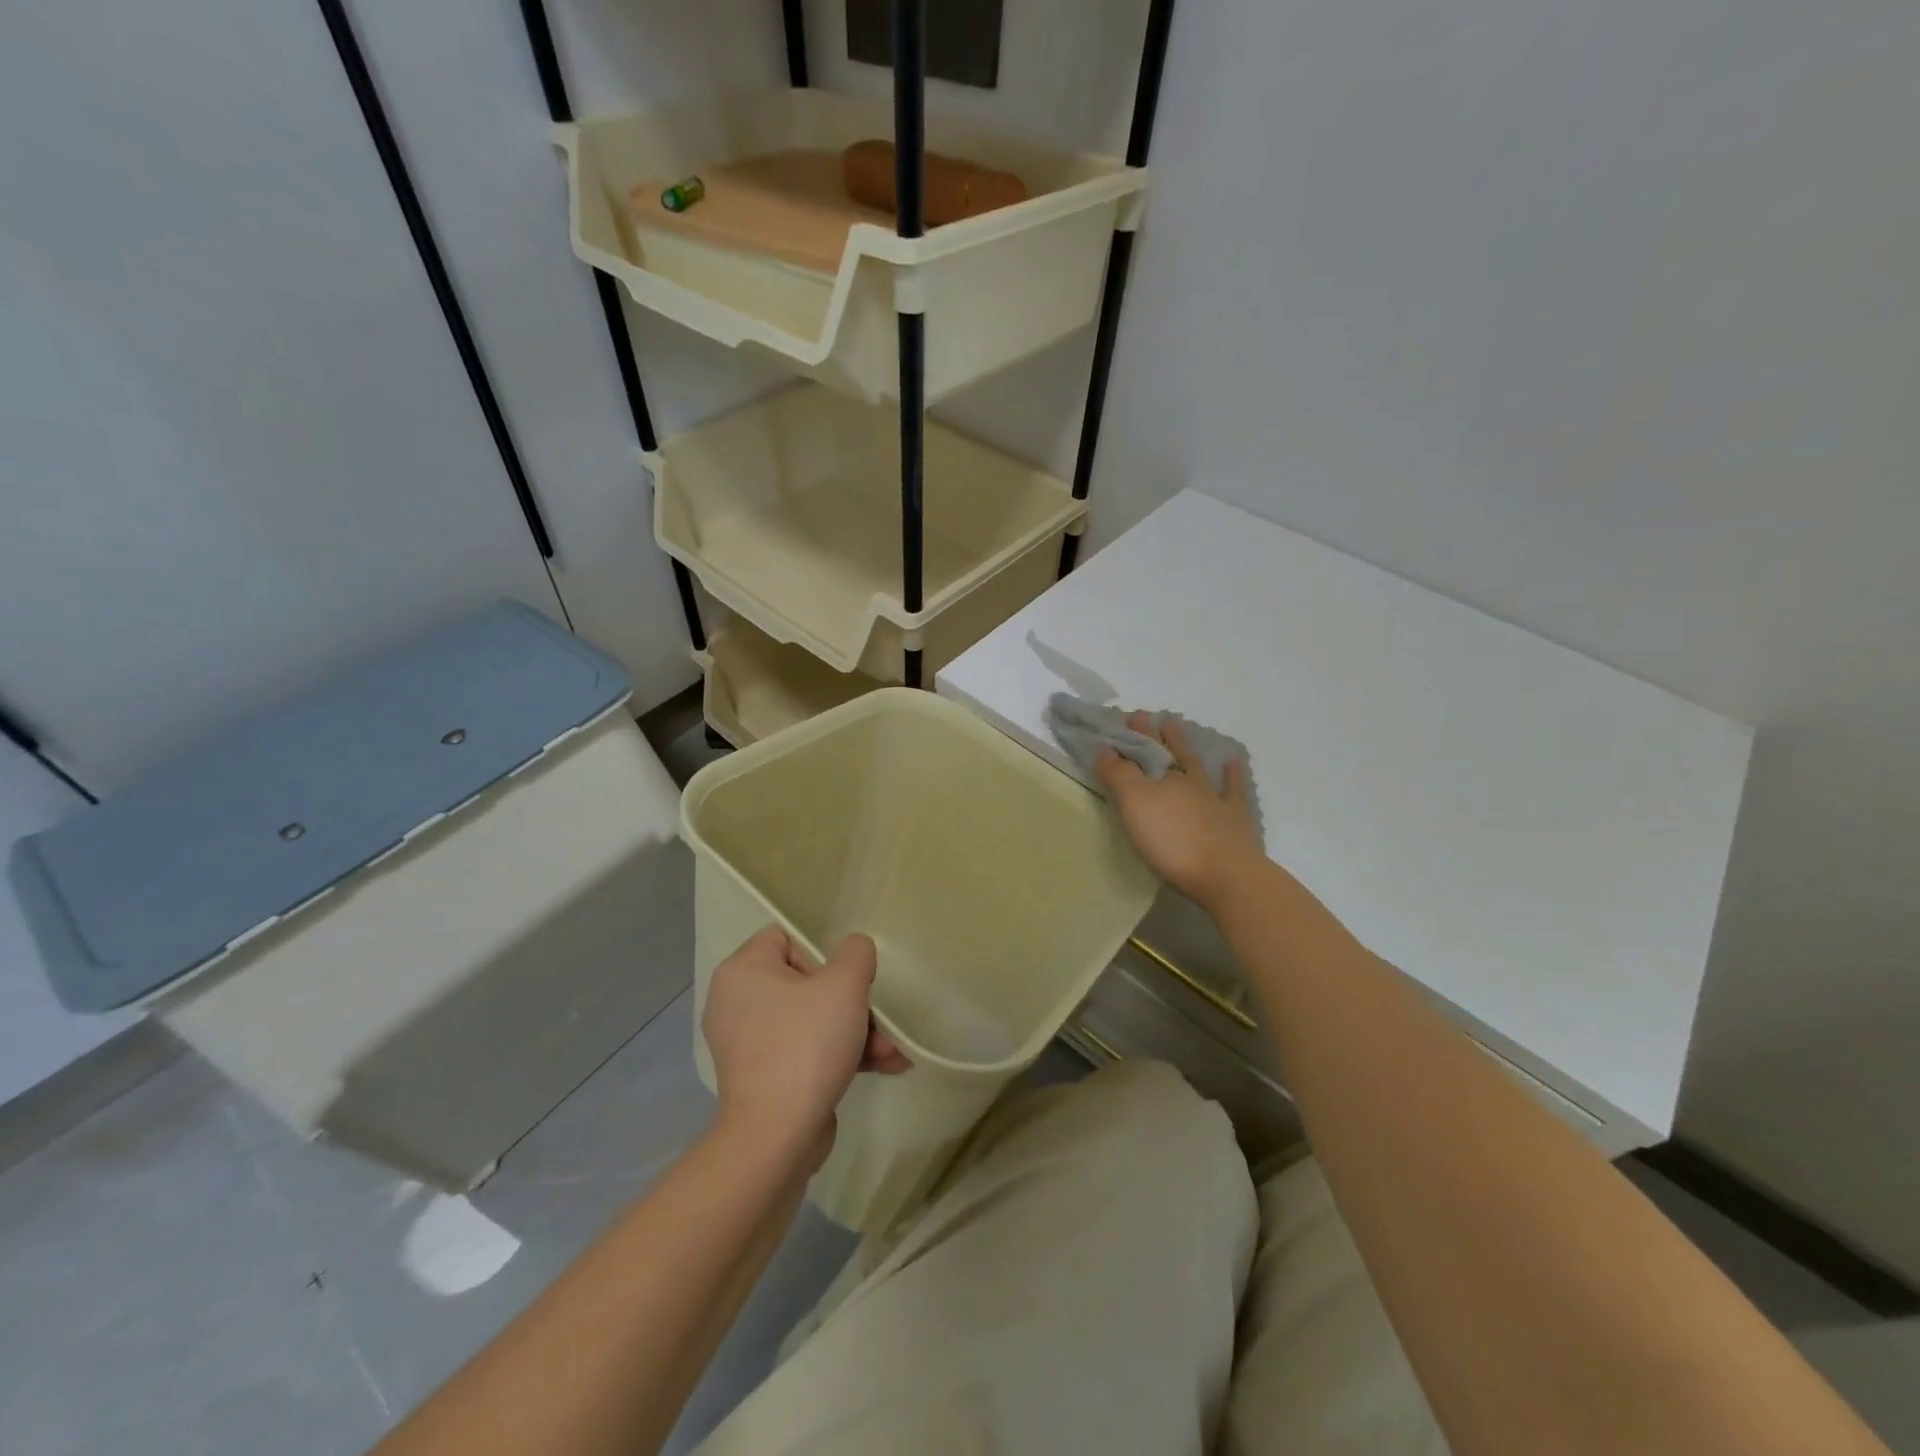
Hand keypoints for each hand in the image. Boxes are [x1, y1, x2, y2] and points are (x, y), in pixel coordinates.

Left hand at [703, 927, 909, 1164]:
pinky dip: (841, 1055)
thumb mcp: (843, 985)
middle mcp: (737, 1002)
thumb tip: (854, 950)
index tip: (846, 979)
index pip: (786, 938)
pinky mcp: (764, 1077)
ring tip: (893, 1051)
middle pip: (807, 982)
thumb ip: (855, 953)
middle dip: (853, 1002)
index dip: (823, 952)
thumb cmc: (806, 1046)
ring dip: (857, 1031)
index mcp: (743, 971)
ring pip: (813, 1020)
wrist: (777, 1139)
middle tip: (878, 1018)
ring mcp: (749, 1044)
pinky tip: (885, 1066)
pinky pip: (807, 1050)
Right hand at [1095, 712, 1263, 908]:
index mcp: (1163, 777)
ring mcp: (1215, 798)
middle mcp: (1188, 781)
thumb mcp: (1134, 804)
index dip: (1132, 735)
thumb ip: (1118, 774)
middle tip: (1146, 716)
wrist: (1225, 875)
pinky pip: (1233, 789)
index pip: (1143, 750)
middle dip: (1154, 735)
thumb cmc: (1171, 839)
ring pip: (1197, 765)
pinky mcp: (1234, 820)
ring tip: (1177, 725)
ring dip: (1185, 746)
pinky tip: (1233, 761)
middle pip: (1168, 753)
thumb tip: (1105, 747)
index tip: (1123, 718)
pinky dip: (1232, 773)